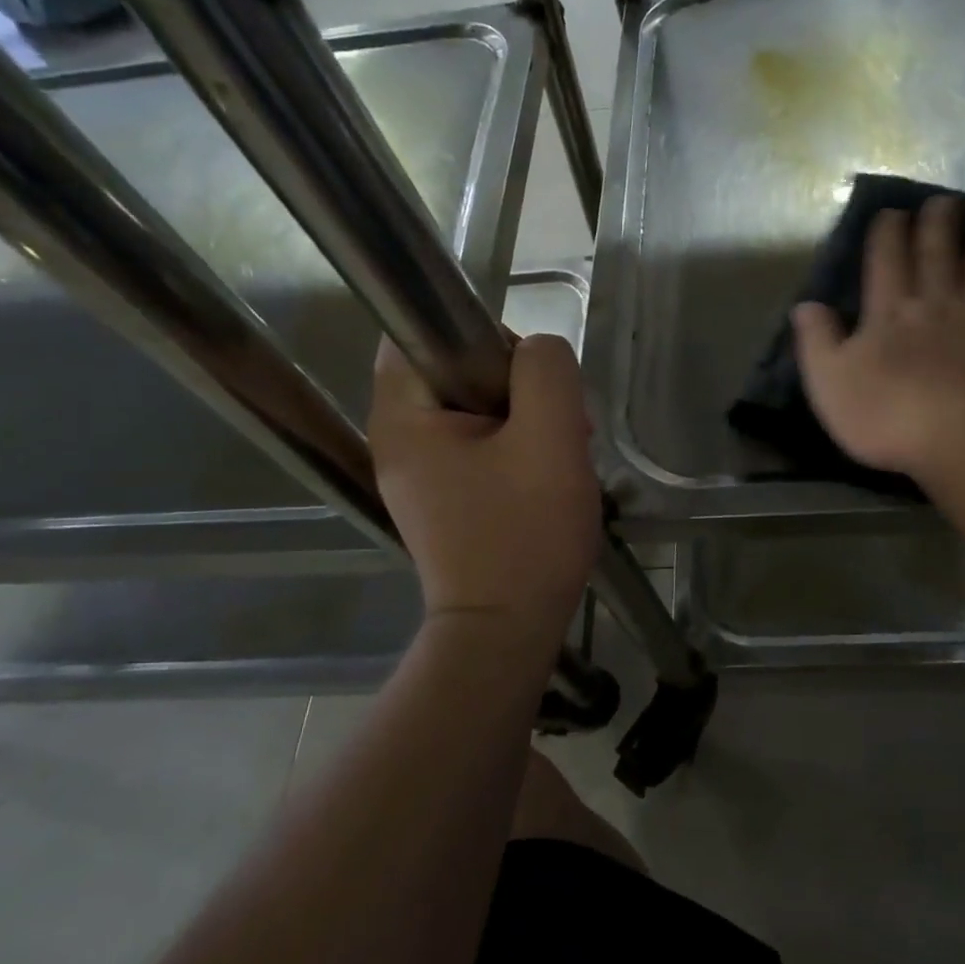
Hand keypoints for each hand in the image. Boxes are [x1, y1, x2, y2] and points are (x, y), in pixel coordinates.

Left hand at [369, 335, 600, 635]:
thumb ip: (546, 373)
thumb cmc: (525, 534)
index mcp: (404, 417)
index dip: (481, 334)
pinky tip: (550, 476)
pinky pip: (482, 445)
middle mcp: (399, 440)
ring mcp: (421, 473)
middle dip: (517, 384)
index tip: (528, 374)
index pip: (419, 331)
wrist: (507, 632)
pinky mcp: (446, 497)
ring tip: (566, 452)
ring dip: (527, 417)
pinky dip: (519, 447)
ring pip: (477, 408)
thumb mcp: (550, 439)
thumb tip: (538, 351)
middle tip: (562, 422)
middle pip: (455, 370)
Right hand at [793, 196, 964, 486]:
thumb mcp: (831, 386)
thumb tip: (806, 305)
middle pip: (938, 253)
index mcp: (890, 313)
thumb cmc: (891, 419)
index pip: (886, 261)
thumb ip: (817, 342)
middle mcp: (939, 303)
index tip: (892, 212)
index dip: (888, 233)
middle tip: (944, 201)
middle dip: (939, 223)